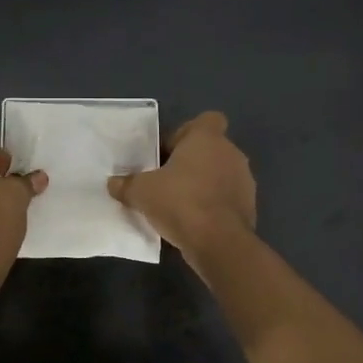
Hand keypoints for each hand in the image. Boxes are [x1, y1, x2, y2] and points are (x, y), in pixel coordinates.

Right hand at [107, 111, 254, 252]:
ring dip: (202, 185)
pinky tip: (194, 223)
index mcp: (208, 139)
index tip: (169, 152)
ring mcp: (244, 181)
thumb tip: (113, 183)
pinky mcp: (249, 207)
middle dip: (190, 163)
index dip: (187, 133)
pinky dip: (213, 206)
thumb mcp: (142, 192)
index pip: (207, 120)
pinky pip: (226, 199)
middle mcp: (231, 153)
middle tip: (166, 181)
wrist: (219, 243)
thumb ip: (126, 184)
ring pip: (220, 175)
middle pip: (210, 150)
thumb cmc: (180, 202)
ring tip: (178, 205)